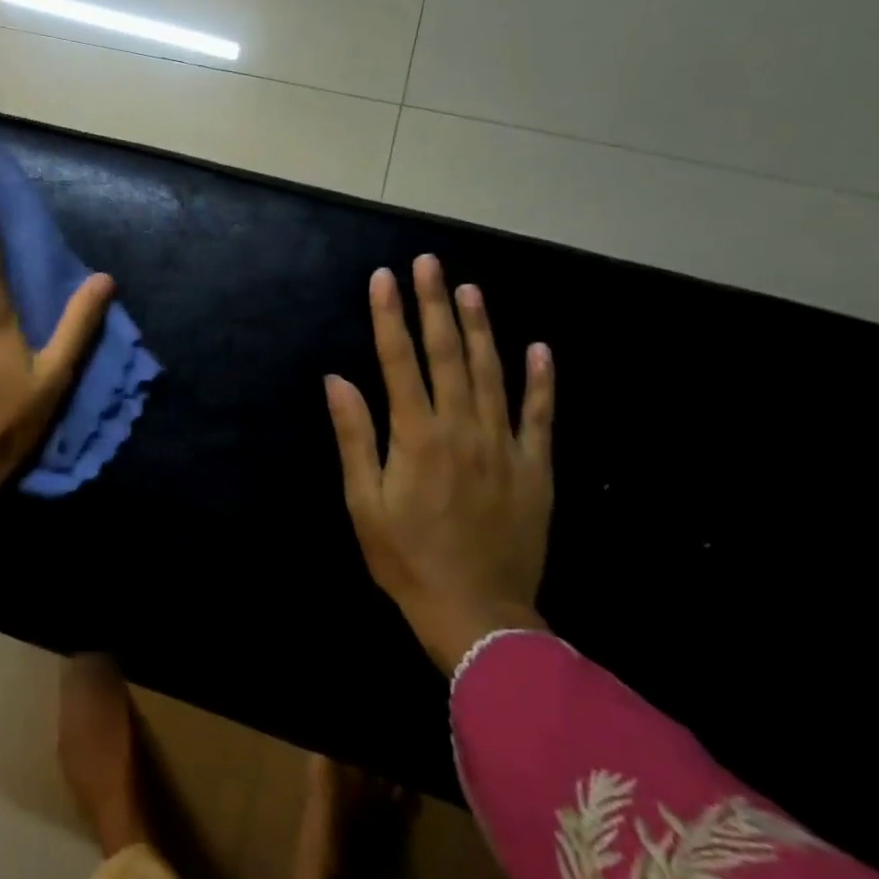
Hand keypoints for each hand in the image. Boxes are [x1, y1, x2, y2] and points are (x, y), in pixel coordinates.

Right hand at [324, 255, 555, 674]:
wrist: (478, 616)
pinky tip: (539, 348)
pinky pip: (540, 416)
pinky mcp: (536, 469)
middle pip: (448, 354)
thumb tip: (338, 379)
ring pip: (492, 373)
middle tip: (429, 262)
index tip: (384, 277)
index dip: (390, 315)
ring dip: (481, 327)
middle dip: (435, 304)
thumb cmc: (407, 559)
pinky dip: (540, 381)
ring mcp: (504, 447)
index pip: (399, 361)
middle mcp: (462, 429)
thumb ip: (355, 436)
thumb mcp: (364, 502)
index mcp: (417, 436)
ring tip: (470, 289)